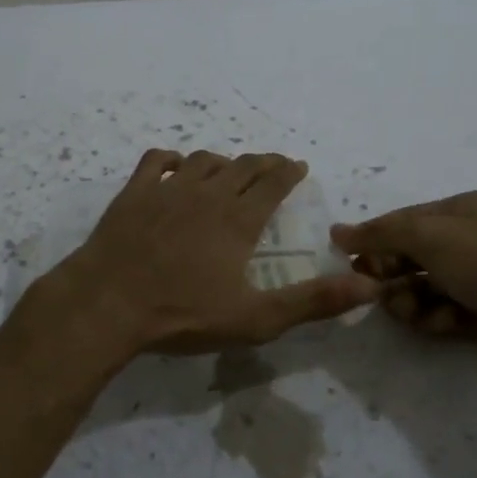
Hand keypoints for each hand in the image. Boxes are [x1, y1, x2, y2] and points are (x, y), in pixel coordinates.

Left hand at [39, 149, 379, 356]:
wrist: (107, 303)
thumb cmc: (182, 314)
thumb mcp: (255, 318)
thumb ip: (313, 301)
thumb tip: (368, 286)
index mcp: (238, 219)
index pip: (272, 182)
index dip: (289, 172)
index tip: (298, 167)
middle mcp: (206, 193)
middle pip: (241, 165)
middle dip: (263, 163)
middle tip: (273, 166)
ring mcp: (166, 189)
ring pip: (202, 160)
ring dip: (222, 161)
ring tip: (229, 170)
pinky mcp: (133, 193)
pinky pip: (155, 160)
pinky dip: (170, 159)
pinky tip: (173, 167)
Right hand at [330, 192, 476, 377]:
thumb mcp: (429, 237)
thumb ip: (379, 233)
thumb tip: (337, 232)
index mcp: (465, 209)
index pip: (405, 219)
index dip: (375, 239)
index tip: (350, 262)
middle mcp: (475, 237)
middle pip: (413, 254)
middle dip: (392, 274)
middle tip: (379, 292)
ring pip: (426, 286)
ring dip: (411, 300)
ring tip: (415, 313)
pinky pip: (446, 311)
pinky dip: (436, 317)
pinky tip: (442, 324)